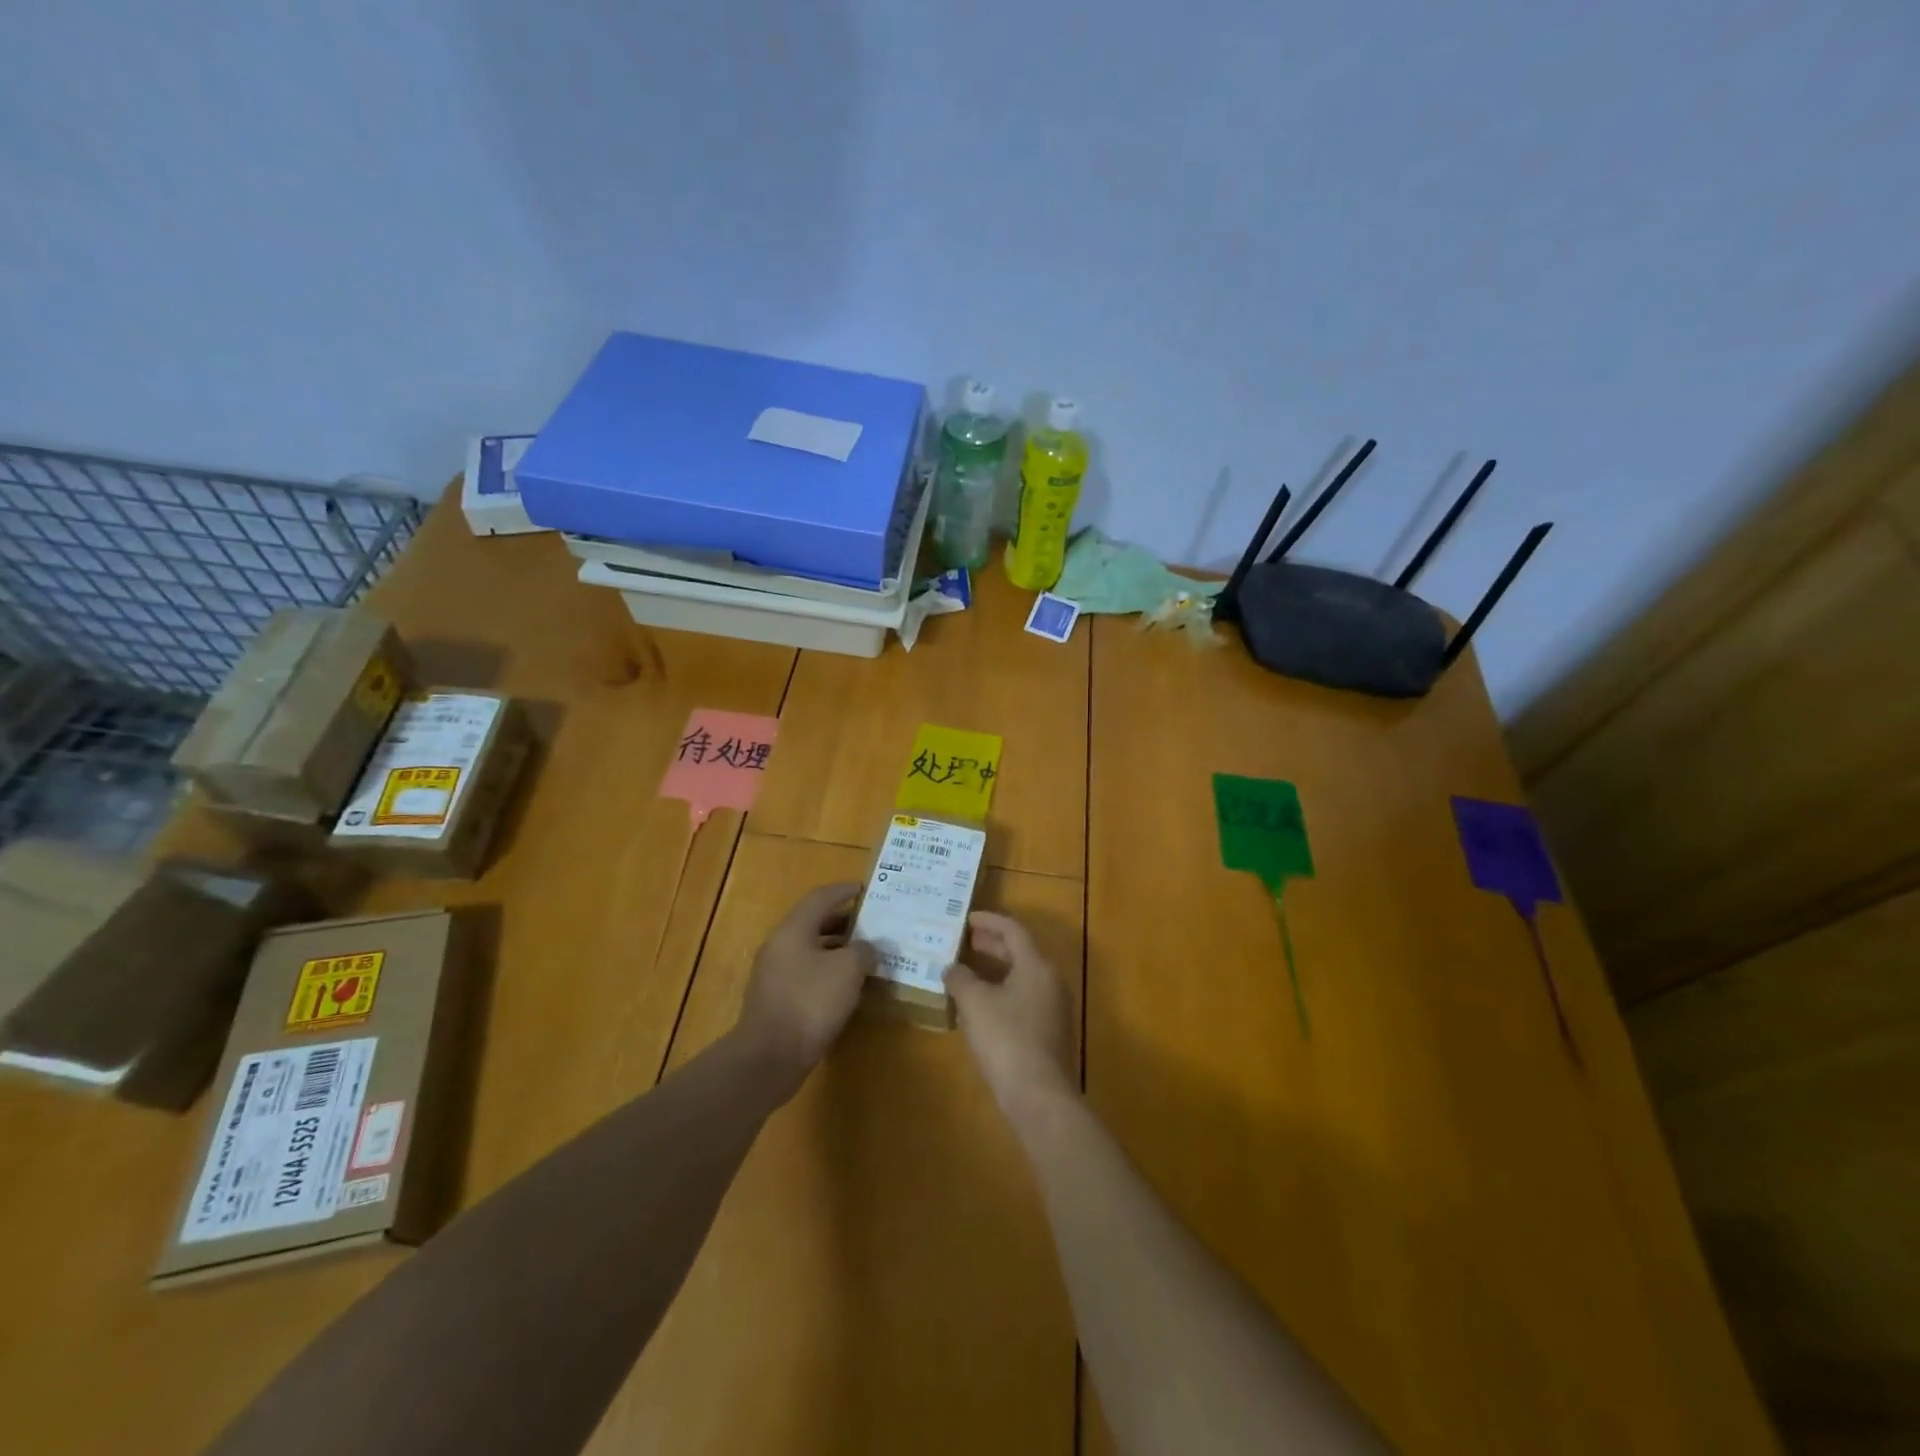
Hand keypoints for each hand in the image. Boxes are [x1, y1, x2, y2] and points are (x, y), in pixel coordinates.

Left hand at [737, 882, 874, 1099]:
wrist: (769, 1057)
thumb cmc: (810, 1002)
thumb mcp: (848, 970)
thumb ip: (863, 950)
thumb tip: (866, 948)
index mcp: (793, 929)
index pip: (821, 897)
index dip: (844, 890)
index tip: (865, 888)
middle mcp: (780, 945)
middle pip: (814, 922)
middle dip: (843, 920)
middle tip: (871, 922)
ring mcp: (775, 974)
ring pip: (810, 949)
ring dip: (837, 948)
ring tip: (865, 954)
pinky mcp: (777, 1000)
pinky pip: (806, 973)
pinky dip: (828, 972)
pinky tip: (847, 986)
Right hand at [946, 912, 1074, 1118]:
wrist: (1039, 1096)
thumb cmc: (1006, 1039)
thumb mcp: (975, 1003)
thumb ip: (961, 979)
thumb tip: (952, 968)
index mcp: (1036, 966)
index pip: (1013, 930)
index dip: (989, 921)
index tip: (967, 918)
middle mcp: (1050, 981)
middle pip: (1021, 952)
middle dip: (992, 945)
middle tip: (966, 941)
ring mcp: (1054, 1009)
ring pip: (1022, 977)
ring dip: (996, 970)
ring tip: (969, 971)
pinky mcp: (1050, 1033)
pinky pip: (1024, 999)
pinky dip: (1002, 992)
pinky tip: (981, 1006)